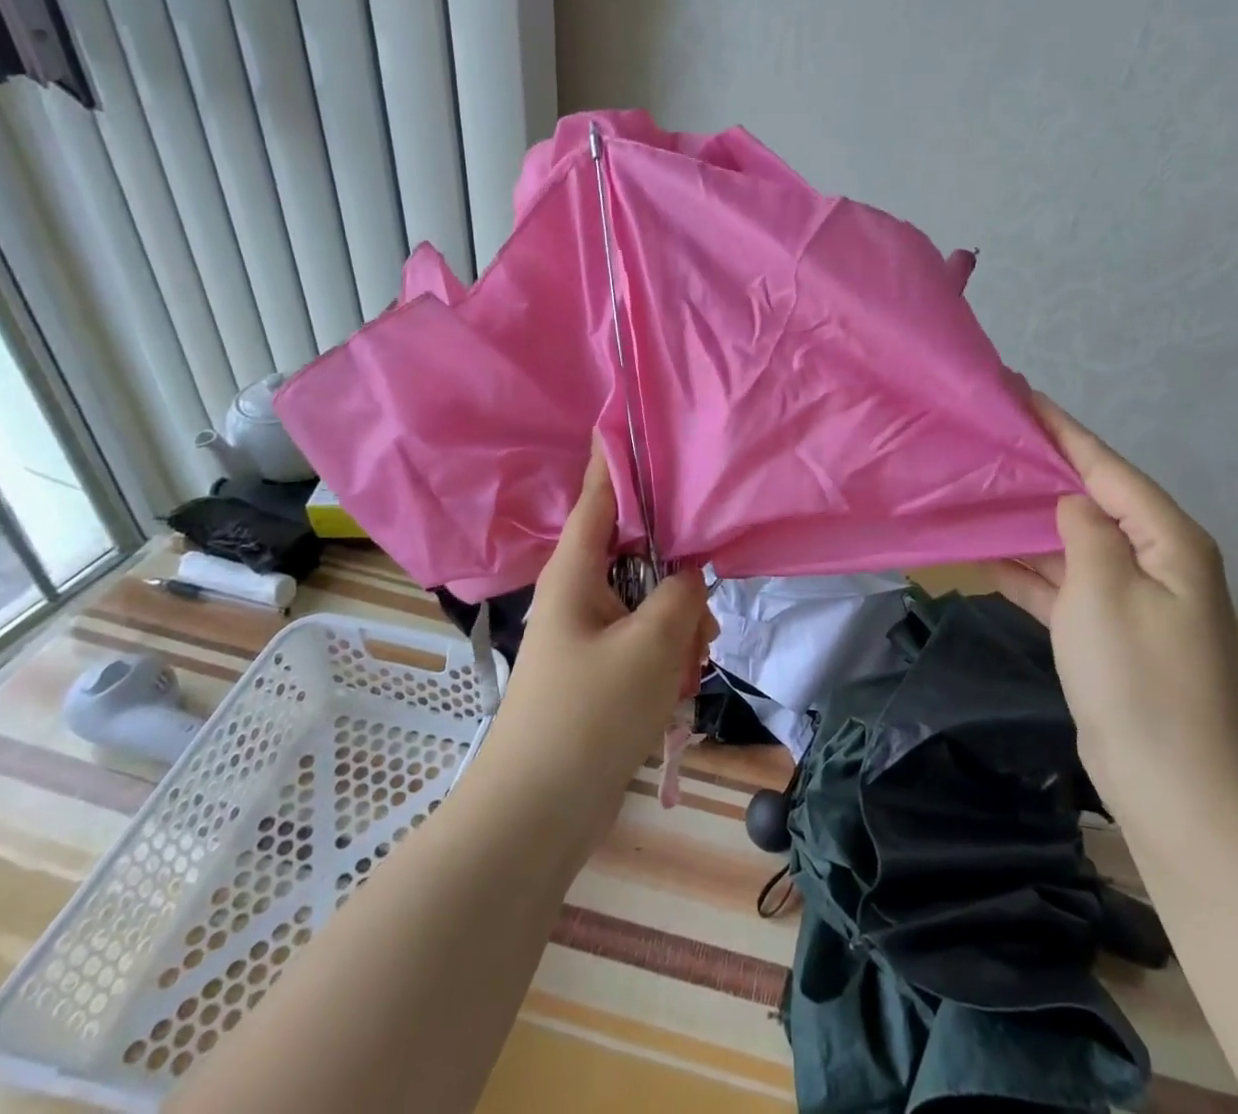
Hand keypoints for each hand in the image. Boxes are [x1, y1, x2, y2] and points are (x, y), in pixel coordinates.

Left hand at [483, 445, 713, 827]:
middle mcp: (578, 595)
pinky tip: (676, 693)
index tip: (629, 418)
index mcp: (575, 573)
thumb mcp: (650, 646)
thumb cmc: (587, 717)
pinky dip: (667, 660)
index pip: (601, 497)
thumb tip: (688, 575)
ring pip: (649, 605)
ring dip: (678, 629)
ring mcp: (588, 635)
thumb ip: (679, 596)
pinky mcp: (599, 672)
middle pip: (640, 557)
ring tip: (688, 671)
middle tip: (703, 621)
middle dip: (679, 583)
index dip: (617, 459)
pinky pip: (644, 644)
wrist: (534, 818)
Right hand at [986, 394, 1237, 820]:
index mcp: (1167, 539)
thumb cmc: (1139, 678)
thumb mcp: (1104, 590)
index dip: (1061, 429)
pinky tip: (986, 554)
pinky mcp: (1108, 633)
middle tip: (990, 439)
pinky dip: (1028, 570)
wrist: (1173, 786)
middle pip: (1089, 500)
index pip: (1105, 467)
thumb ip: (1084, 530)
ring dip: (1028, 521)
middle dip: (1041, 470)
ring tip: (978, 488)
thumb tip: (1070, 502)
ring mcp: (1132, 599)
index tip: (1021, 394)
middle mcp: (1155, 560)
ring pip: (1071, 542)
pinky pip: (1063, 584)